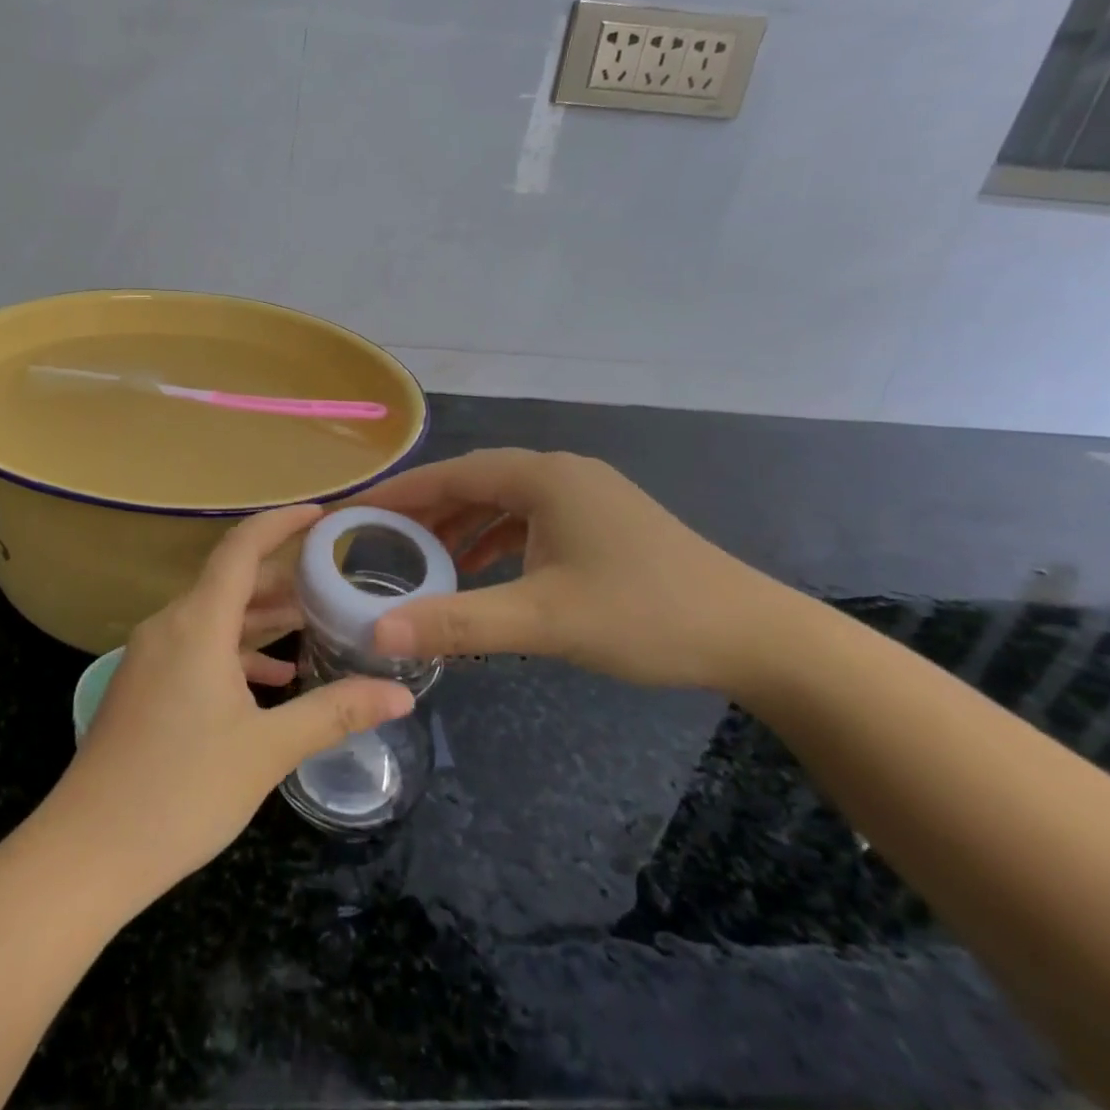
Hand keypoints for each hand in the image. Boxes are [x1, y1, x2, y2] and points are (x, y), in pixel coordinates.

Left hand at [46, 504, 414, 899]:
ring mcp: (151, 656)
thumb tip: (400, 695)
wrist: (87, 852)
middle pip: (231, 581)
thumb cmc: (181, 791)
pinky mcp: (144, 685)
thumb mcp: (267, 751)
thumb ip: (334, 713)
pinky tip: (272, 680)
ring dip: (262, 617)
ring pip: (215, 617)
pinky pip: (198, 647)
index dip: (281, 523)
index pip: (241, 548)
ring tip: (314, 624)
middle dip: (283, 577)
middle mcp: (170, 626)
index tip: (321, 514)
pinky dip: (236, 652)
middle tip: (334, 579)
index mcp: (197, 624)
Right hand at [357, 448, 801, 692]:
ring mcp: (585, 495)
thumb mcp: (543, 620)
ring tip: (420, 556)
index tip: (355, 513)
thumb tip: (377, 634)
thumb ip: (458, 624)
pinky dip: (496, 538)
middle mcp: (561, 472)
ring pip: (503, 500)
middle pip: (474, 482)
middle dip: (425, 510)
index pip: (450, 474)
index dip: (399, 494)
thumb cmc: (645, 615)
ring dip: (461, 524)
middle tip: (378, 539)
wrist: (755, 637)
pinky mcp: (601, 521)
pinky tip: (481, 568)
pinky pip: (530, 519)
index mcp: (543, 477)